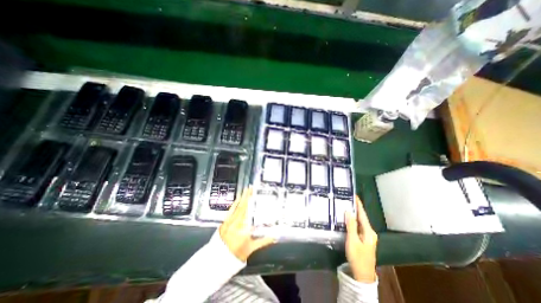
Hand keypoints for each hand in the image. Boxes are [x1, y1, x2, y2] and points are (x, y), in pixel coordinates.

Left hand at [219, 186, 274, 260]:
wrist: (218, 260)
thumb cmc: (236, 254)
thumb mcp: (251, 248)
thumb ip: (264, 241)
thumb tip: (275, 237)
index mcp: (242, 227)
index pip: (247, 210)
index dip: (250, 200)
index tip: (253, 193)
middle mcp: (235, 222)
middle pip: (241, 206)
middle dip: (246, 196)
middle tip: (250, 188)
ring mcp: (228, 222)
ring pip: (235, 207)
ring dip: (240, 198)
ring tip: (244, 191)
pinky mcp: (224, 223)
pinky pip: (230, 211)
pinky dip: (233, 205)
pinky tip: (236, 201)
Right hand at [344, 195, 377, 281]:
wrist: (363, 275)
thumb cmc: (358, 257)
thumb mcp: (352, 241)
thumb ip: (351, 225)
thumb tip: (348, 211)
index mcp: (369, 231)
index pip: (363, 214)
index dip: (358, 205)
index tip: (354, 195)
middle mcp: (370, 232)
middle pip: (362, 217)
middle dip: (355, 208)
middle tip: (347, 199)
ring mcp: (368, 236)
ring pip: (360, 222)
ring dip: (354, 214)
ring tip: (346, 206)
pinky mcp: (364, 239)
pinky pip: (358, 226)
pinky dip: (353, 221)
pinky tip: (347, 218)